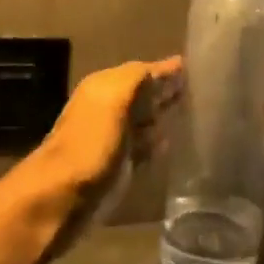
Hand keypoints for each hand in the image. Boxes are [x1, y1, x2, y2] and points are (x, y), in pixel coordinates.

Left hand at [26, 56, 183, 226]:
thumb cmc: (90, 144)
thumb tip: (170, 65)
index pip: (142, 71)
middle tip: (201, 89)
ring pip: (145, 121)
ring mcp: (113, 139)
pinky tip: (175, 143)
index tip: (197, 67)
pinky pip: (144, 148)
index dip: (167, 70)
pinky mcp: (119, 168)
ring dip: (164, 117)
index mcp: (104, 87)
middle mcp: (108, 109)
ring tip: (195, 113)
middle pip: (144, 95)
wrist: (62, 198)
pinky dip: (159, 143)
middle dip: (167, 91)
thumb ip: (138, 78)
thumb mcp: (113, 99)